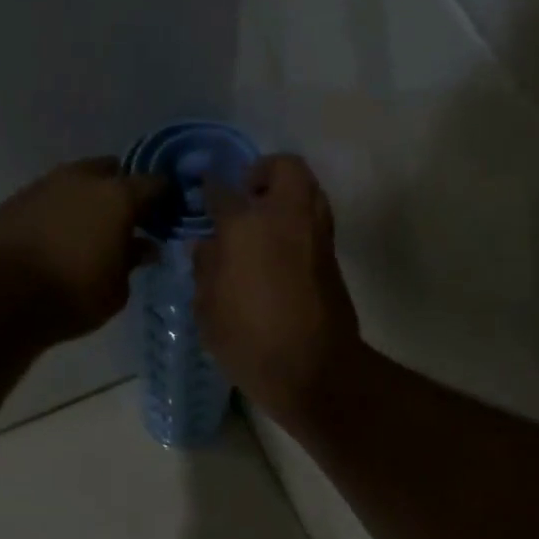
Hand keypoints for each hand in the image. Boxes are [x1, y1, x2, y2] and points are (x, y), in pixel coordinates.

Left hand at [0, 157, 161, 341]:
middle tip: (130, 219)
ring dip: (89, 199)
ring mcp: (44, 185)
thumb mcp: (117, 288)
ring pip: (77, 182)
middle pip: (112, 172)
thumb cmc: (74, 294)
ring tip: (93, 229)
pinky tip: (60, 237)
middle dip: (124, 190)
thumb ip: (133, 262)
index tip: (171, 213)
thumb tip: (143, 247)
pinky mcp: (15, 200)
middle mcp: (82, 180)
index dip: (166, 197)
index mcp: (117, 197)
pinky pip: (49, 199)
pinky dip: (61, 212)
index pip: (154, 184)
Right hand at [193, 154, 359, 422]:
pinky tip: (281, 250)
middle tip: (248, 195)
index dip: (211, 190)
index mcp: (246, 227)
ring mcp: (317, 235)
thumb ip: (206, 270)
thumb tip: (208, 246)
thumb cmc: (250, 341)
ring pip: (309, 190)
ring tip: (266, 223)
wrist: (314, 369)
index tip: (205, 194)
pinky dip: (300, 223)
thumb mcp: (209, 310)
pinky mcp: (334, 258)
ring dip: (288, 195)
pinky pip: (317, 221)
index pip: (223, 192)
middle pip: (285, 168)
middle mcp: (286, 218)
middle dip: (265, 172)